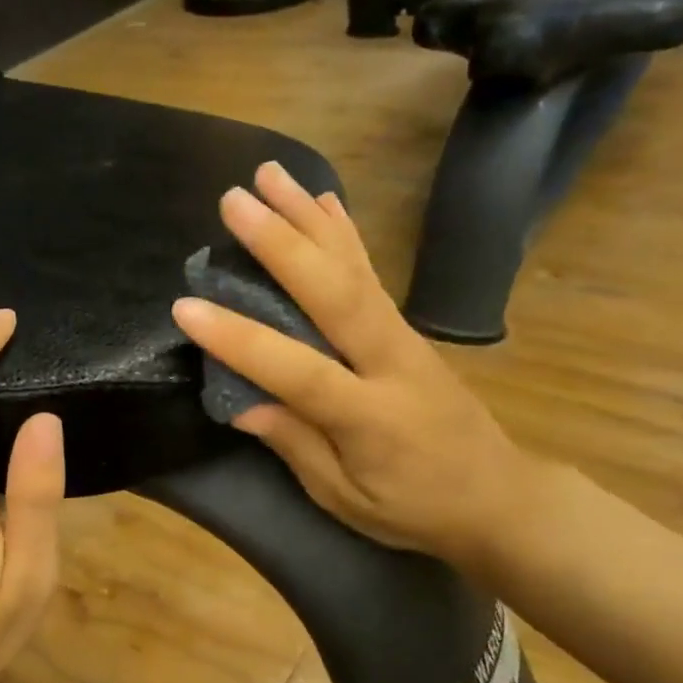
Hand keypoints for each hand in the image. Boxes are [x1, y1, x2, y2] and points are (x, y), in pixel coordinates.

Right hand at [171, 162, 535, 567]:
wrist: (497, 496)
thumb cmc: (413, 507)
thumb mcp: (345, 498)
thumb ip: (296, 445)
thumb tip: (240, 403)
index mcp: (370, 416)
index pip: (297, 370)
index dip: (240, 339)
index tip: (185, 308)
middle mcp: (388, 361)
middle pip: (334, 293)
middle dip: (281, 244)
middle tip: (233, 201)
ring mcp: (401, 335)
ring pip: (351, 267)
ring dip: (307, 217)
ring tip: (268, 174)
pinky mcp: (403, 326)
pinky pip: (368, 271)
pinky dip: (344, 231)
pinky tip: (322, 200)